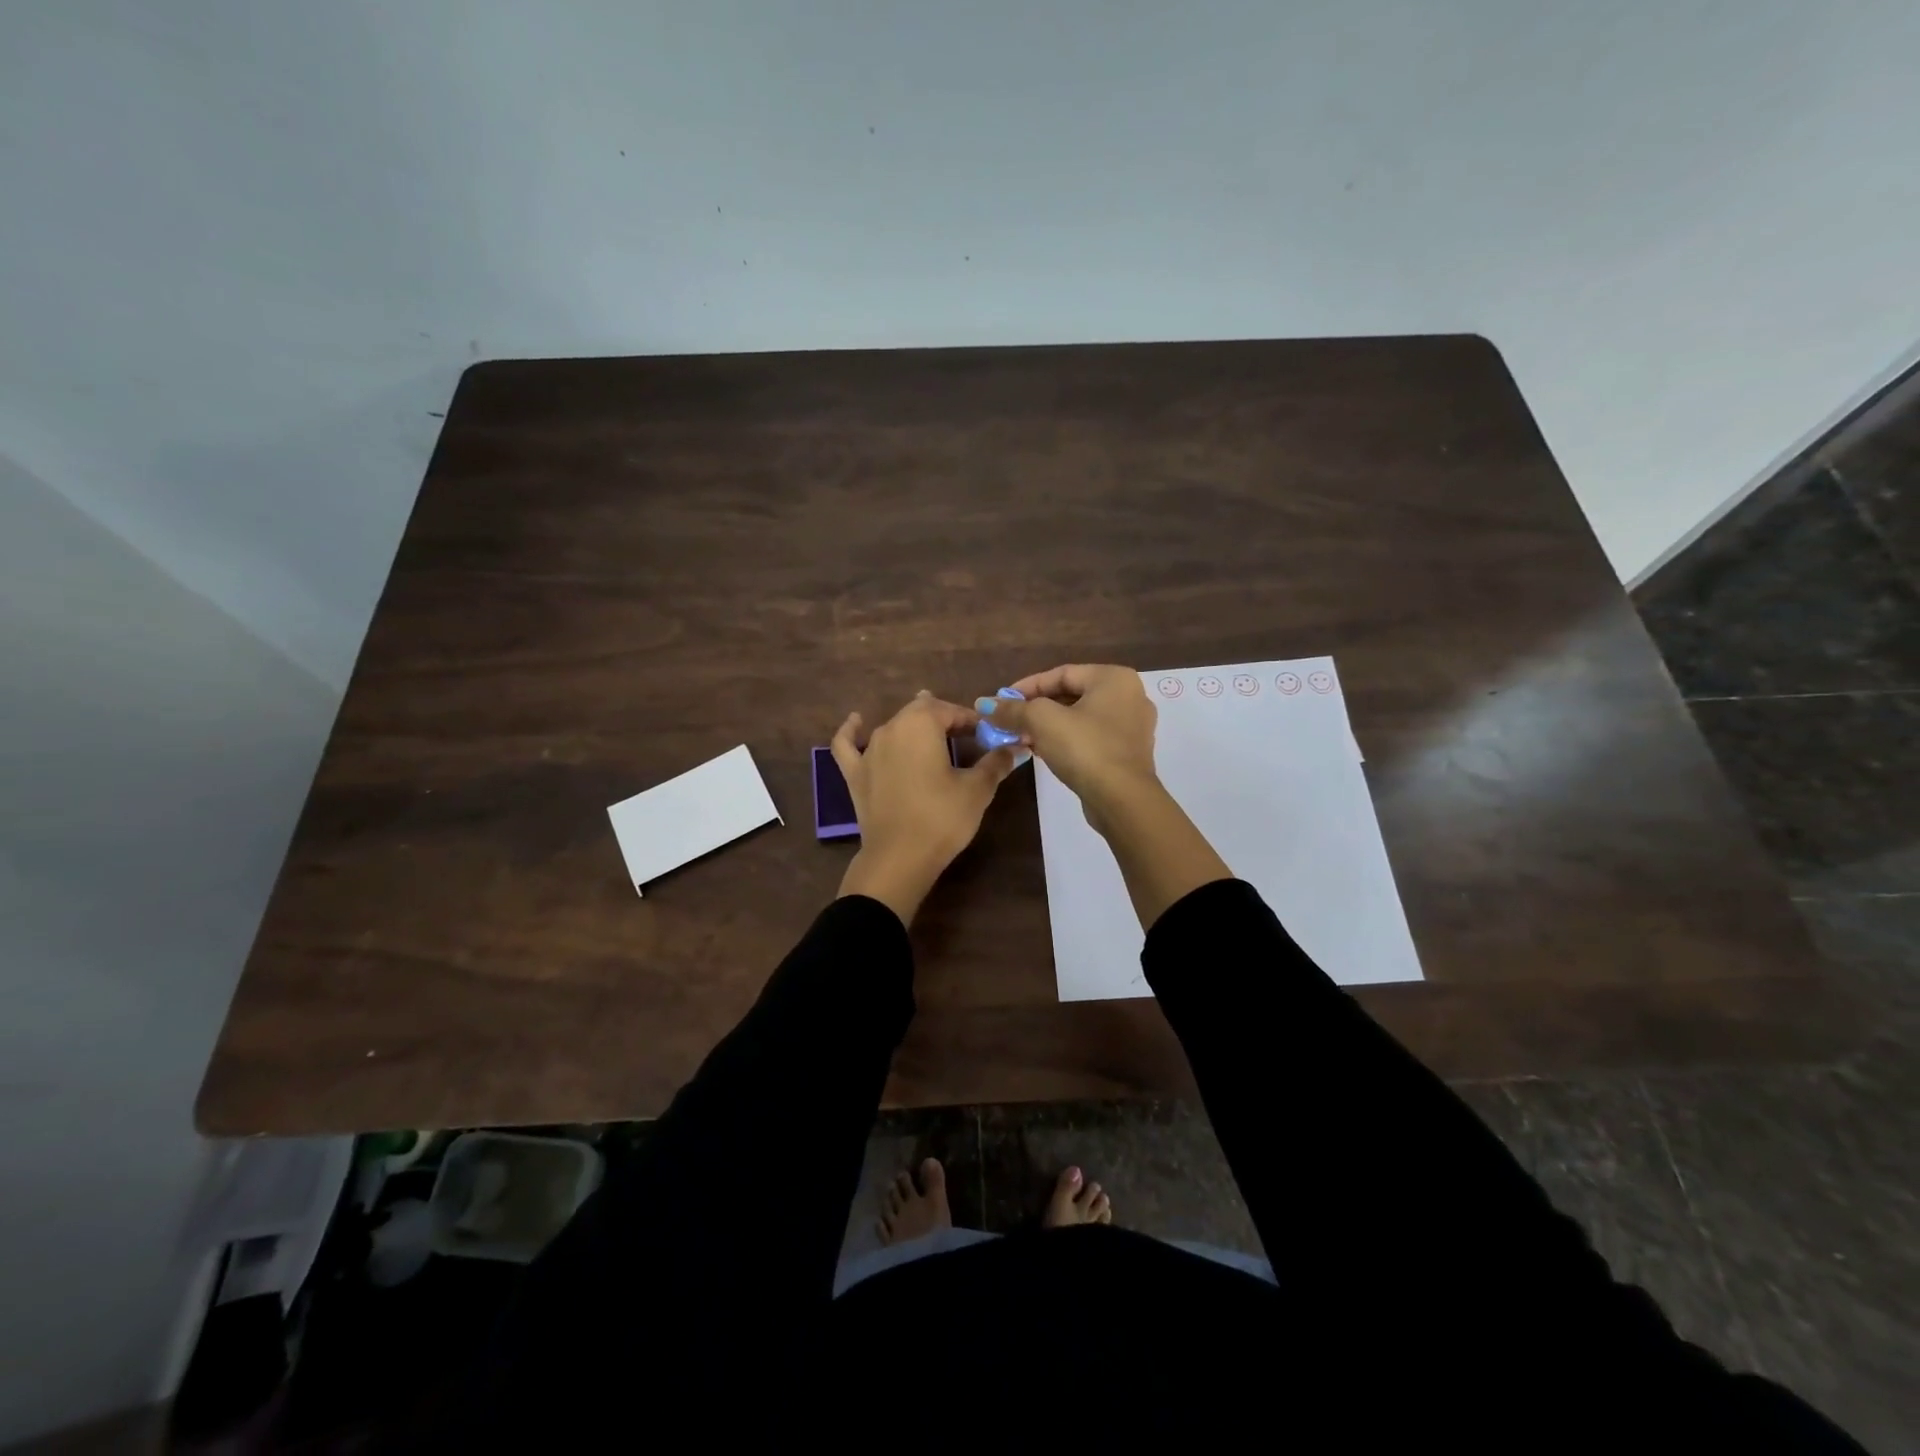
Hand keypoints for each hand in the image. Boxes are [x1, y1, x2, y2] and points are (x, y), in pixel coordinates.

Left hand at [832, 691, 1021, 923]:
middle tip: (965, 738)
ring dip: (913, 727)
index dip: (972, 720)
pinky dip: (852, 731)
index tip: (988, 735)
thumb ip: (995, 763)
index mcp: (921, 724)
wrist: (900, 858)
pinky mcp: (855, 773)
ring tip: (930, 733)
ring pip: (893, 726)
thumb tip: (1014, 748)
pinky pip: (848, 744)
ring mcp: (869, 750)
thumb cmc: (942, 818)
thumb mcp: (977, 789)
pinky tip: (856, 721)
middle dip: (944, 720)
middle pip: (921, 712)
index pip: (951, 710)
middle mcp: (891, 728)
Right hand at [979, 665, 1159, 826]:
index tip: (1002, 701)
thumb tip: (983, 704)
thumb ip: (1012, 709)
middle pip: (1071, 695)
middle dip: (1036, 707)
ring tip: (1020, 736)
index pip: (1062, 673)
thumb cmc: (1084, 748)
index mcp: (1114, 678)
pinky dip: (1066, 740)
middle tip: (1009, 720)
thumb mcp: (1041, 721)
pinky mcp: (1128, 753)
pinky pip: (1091, 737)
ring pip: (1080, 718)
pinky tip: (1042, 751)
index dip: (1027, 686)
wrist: (1121, 800)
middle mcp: (1130, 696)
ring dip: (1048, 726)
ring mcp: (1132, 727)